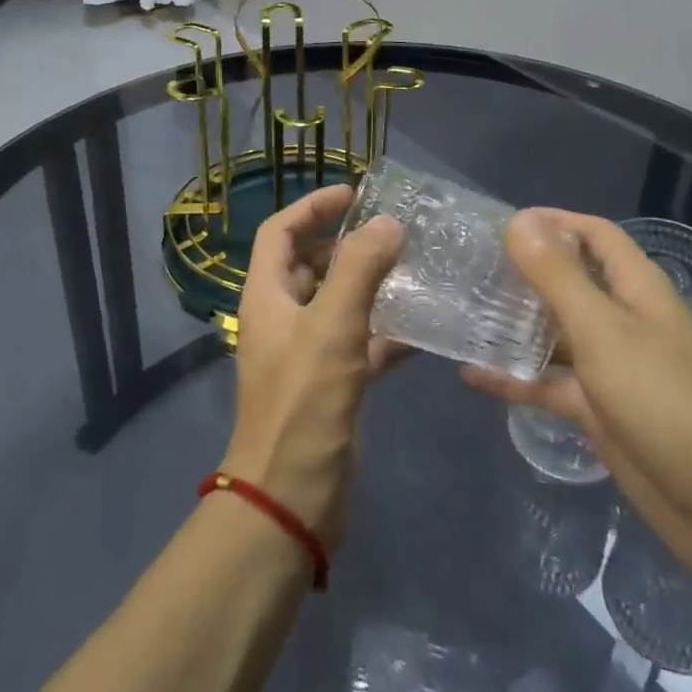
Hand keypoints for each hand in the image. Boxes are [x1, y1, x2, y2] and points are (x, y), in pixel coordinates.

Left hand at [220, 184, 403, 552]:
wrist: (292, 497)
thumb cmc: (304, 403)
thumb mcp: (332, 326)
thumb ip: (360, 269)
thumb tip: (388, 223)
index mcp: (267, 296)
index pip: (281, 231)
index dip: (313, 206)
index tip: (354, 193)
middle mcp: (282, 318)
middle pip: (310, 264)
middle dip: (348, 244)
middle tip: (395, 233)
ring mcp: (306, 353)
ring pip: (339, 304)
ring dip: (370, 285)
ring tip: (415, 270)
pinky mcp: (331, 384)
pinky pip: (360, 344)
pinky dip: (386, 332)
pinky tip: (424, 329)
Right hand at [464, 209, 691, 577]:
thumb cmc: (663, 399)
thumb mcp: (602, 329)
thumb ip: (557, 276)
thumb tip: (518, 219)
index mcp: (634, 287)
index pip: (593, 234)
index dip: (553, 221)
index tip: (498, 224)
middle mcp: (622, 318)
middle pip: (570, 281)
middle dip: (524, 272)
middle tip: (468, 267)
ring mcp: (611, 367)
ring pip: (555, 333)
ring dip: (515, 323)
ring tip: (461, 312)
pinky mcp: (599, 411)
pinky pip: (550, 384)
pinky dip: (515, 378)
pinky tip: (471, 374)